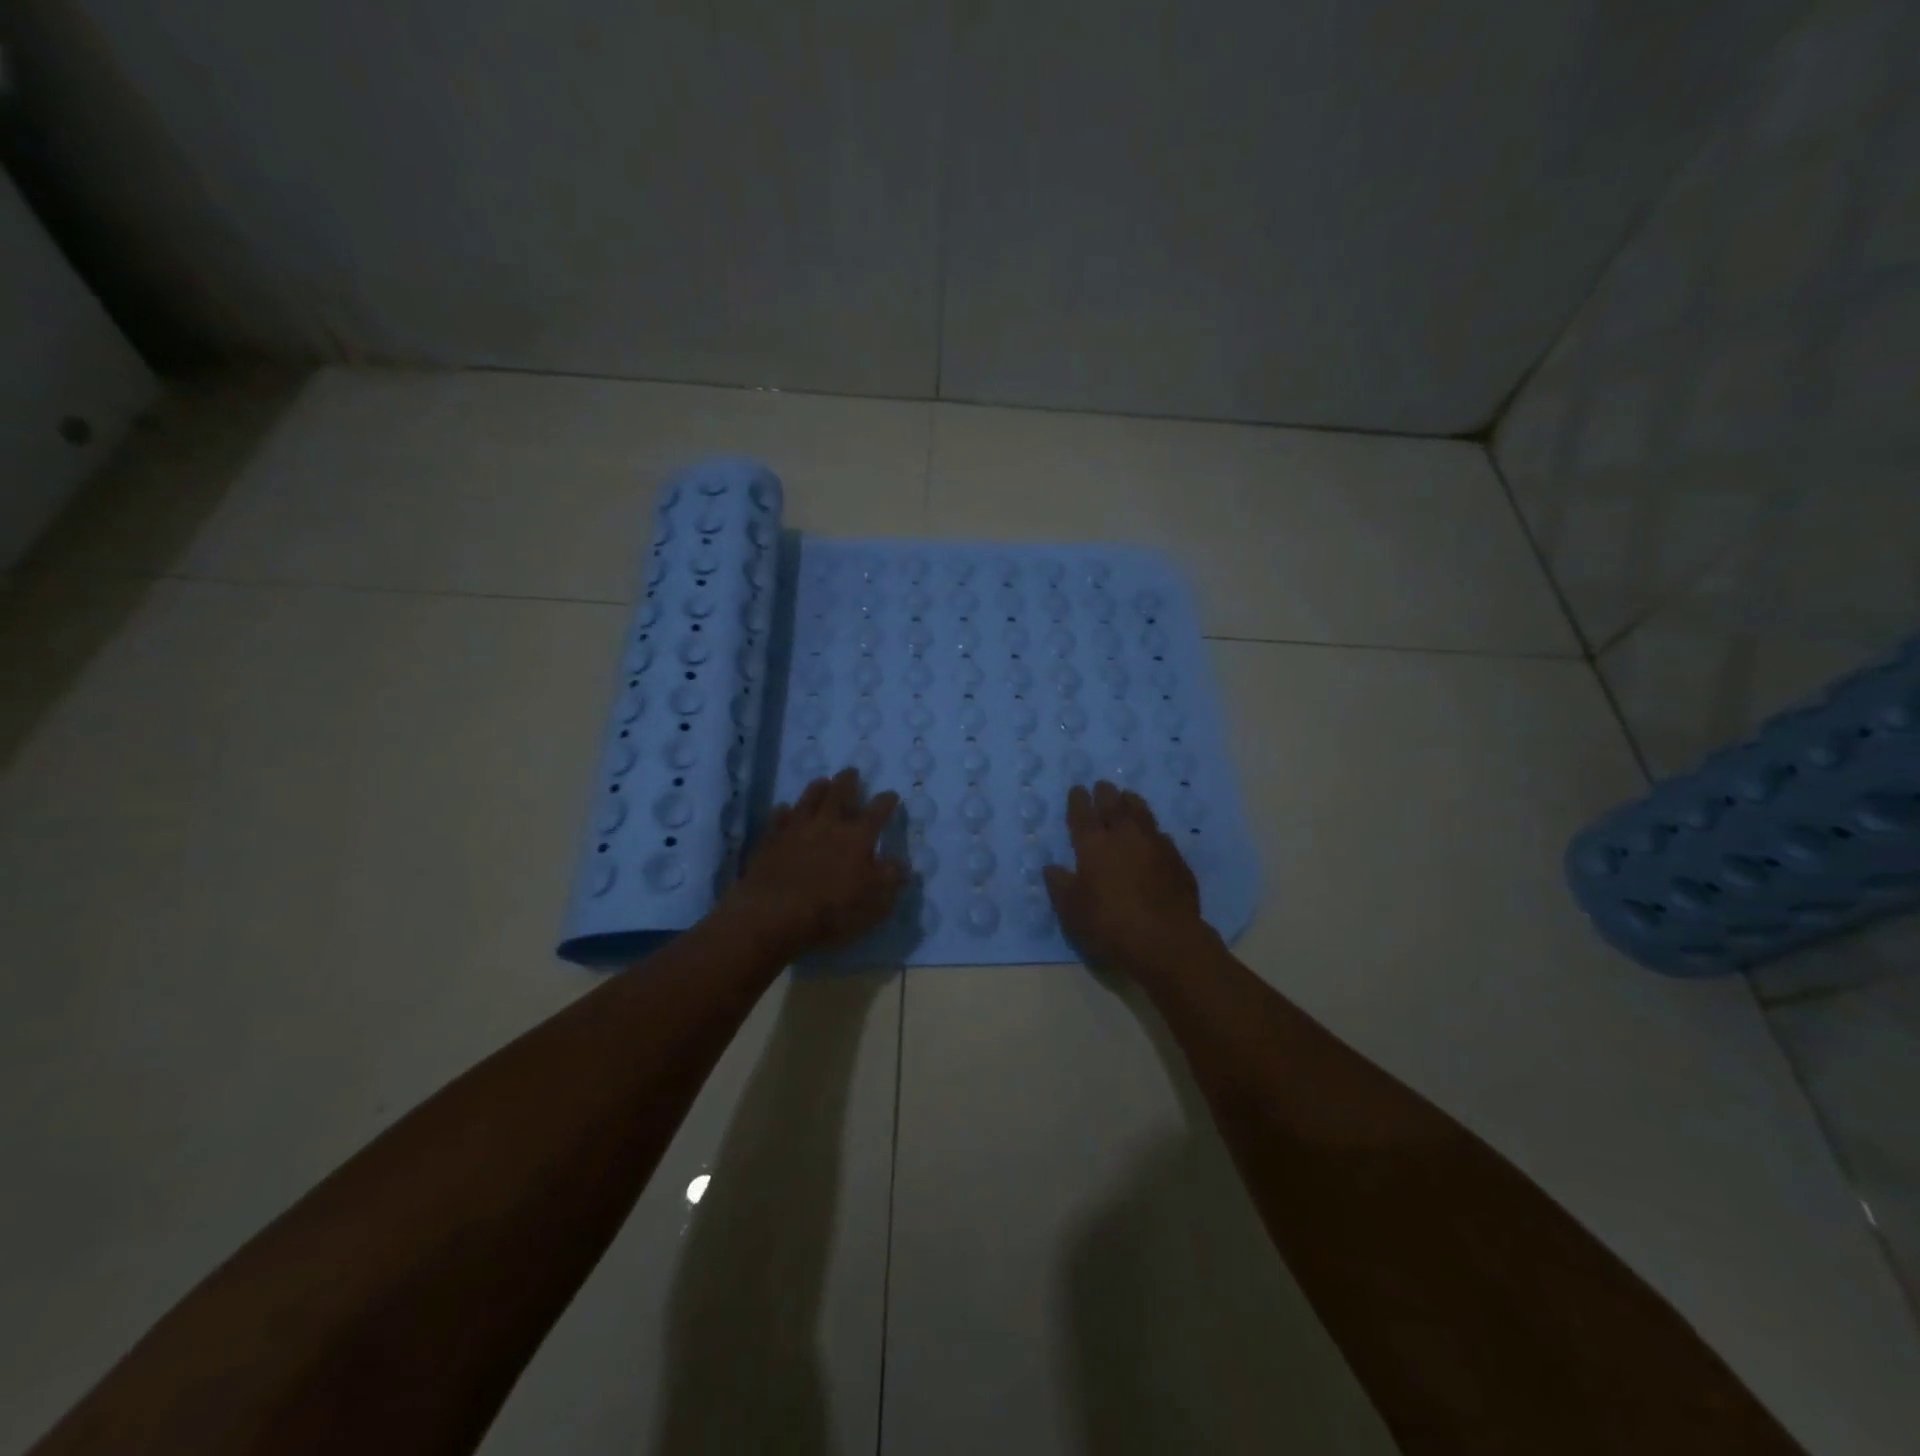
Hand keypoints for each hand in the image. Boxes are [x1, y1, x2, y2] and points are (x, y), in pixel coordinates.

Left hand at [724, 768, 906, 958]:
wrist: (772, 914)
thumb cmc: (832, 910)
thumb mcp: (876, 902)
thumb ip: (891, 878)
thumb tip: (900, 863)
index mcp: (858, 836)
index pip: (877, 811)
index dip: (886, 801)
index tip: (891, 795)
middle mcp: (828, 824)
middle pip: (840, 793)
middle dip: (848, 781)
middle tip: (851, 771)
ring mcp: (796, 828)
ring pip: (808, 798)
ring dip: (817, 788)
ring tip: (822, 781)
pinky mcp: (770, 839)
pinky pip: (779, 817)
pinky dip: (784, 811)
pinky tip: (785, 809)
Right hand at [1045, 781, 1207, 978]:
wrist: (1166, 940)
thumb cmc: (1109, 925)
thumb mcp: (1072, 911)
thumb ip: (1060, 886)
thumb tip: (1052, 867)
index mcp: (1093, 845)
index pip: (1082, 815)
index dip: (1078, 801)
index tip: (1077, 789)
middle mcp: (1124, 836)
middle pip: (1113, 806)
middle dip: (1105, 793)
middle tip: (1102, 785)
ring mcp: (1154, 845)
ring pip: (1141, 813)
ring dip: (1132, 802)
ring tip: (1128, 796)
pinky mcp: (1177, 860)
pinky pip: (1161, 836)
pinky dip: (1152, 831)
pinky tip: (1153, 835)